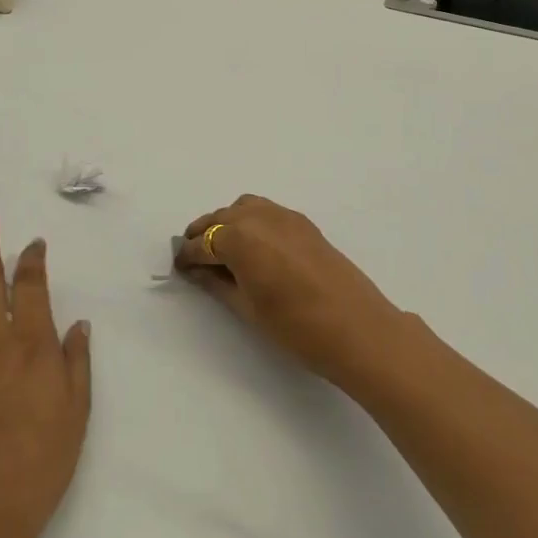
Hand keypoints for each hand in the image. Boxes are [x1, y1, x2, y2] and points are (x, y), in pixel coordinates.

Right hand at [175, 195, 405, 385]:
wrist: (358, 329)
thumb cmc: (296, 327)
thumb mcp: (248, 308)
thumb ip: (218, 283)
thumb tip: (198, 270)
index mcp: (240, 238)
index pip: (203, 243)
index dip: (188, 256)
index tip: (178, 266)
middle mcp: (259, 217)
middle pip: (220, 219)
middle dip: (204, 235)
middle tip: (195, 258)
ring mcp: (285, 216)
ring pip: (243, 208)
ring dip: (227, 223)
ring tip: (222, 250)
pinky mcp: (304, 223)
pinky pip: (266, 211)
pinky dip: (251, 221)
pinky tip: (253, 246)